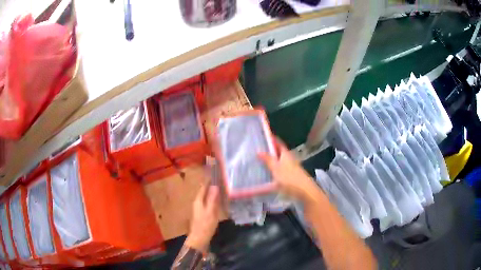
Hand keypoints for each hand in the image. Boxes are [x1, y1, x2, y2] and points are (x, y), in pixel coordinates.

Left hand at [185, 185, 219, 252]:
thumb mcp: (211, 211)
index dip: (209, 180)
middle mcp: (197, 202)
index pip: (203, 186)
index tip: (216, 173)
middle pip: (204, 191)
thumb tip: (215, 186)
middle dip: (211, 185)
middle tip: (221, 180)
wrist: (199, 238)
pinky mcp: (202, 214)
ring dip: (212, 192)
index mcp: (198, 200)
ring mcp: (199, 208)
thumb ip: (212, 199)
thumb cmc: (205, 224)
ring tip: (222, 188)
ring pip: (206, 197)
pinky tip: (219, 200)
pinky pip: (208, 203)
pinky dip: (213, 199)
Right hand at [258, 139, 320, 203]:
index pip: (279, 143)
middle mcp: (290, 158)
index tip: (264, 136)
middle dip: (271, 150)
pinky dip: (276, 169)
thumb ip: (268, 160)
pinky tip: (270, 174)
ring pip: (281, 161)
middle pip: (280, 152)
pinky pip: (282, 169)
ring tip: (261, 162)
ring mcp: (292, 167)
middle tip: (259, 150)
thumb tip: (259, 150)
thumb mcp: (276, 169)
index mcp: (286, 154)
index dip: (272, 139)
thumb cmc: (289, 178)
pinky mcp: (293, 176)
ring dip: (273, 160)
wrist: (304, 191)